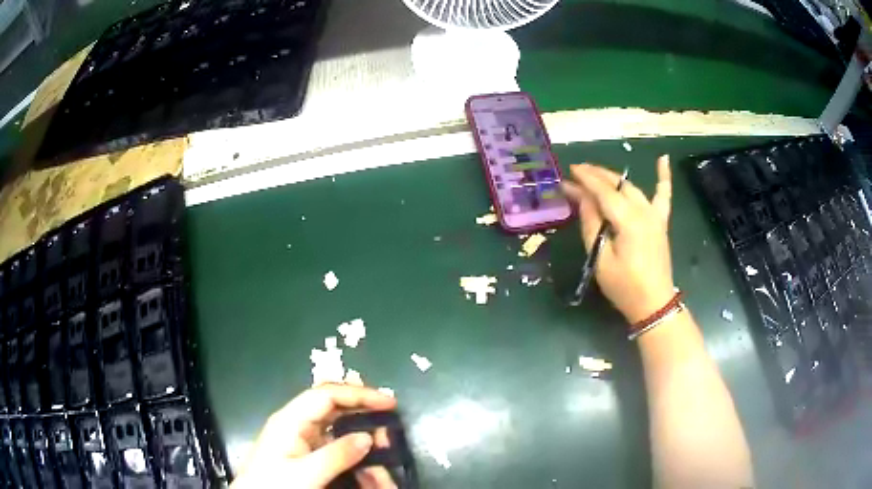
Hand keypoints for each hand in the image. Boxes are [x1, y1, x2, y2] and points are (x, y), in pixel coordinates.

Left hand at [231, 384, 397, 488]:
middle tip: (389, 428)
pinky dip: (354, 457)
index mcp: (291, 420)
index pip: (327, 395)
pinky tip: (368, 471)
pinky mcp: (305, 455)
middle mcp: (297, 424)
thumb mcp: (305, 474)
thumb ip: (336, 455)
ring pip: (338, 430)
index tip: (388, 402)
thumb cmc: (273, 485)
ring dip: (362, 442)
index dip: (358, 394)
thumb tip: (368, 437)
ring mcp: (301, 440)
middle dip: (363, 415)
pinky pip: (335, 449)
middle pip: (334, 408)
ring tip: (383, 458)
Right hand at [560, 155, 674, 323]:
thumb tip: (582, 197)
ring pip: (632, 187)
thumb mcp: (600, 259)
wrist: (653, 303)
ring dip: (614, 177)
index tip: (568, 171)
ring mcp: (655, 215)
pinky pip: (664, 195)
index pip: (603, 191)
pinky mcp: (661, 222)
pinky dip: (664, 176)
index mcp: (628, 220)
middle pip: (618, 185)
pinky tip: (663, 158)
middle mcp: (644, 211)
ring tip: (596, 173)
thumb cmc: (624, 286)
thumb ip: (592, 225)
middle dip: (596, 175)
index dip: (585, 179)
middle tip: (576, 171)